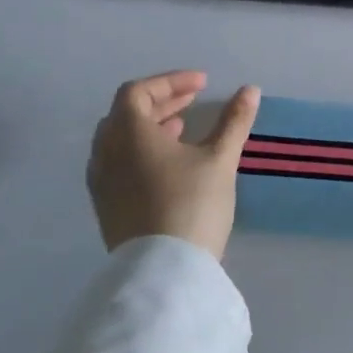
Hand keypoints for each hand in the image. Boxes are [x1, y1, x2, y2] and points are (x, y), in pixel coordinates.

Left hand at [87, 71, 260, 259]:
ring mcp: (101, 182)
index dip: (170, 82)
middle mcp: (105, 152)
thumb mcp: (220, 158)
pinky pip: (118, 164)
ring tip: (182, 130)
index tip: (202, 84)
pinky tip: (169, 165)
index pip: (138, 92)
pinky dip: (141, 152)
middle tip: (192, 101)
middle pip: (125, 114)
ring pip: (119, 140)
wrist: (164, 271)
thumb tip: (250, 90)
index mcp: (127, 133)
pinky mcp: (106, 206)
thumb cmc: (192, 203)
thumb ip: (234, 121)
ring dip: (149, 127)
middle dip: (160, 102)